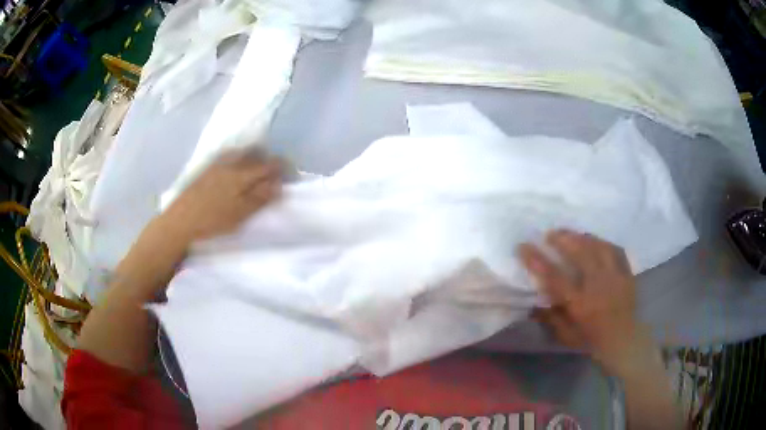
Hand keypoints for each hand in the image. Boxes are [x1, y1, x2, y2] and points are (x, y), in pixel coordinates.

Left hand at [161, 152, 280, 243]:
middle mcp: (230, 162)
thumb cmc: (212, 222)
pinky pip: (230, 156)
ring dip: (254, 158)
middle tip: (275, 175)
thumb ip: (260, 198)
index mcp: (241, 174)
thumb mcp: (239, 215)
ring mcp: (217, 163)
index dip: (283, 167)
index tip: (290, 175)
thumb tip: (279, 184)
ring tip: (257, 174)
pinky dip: (240, 160)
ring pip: (242, 152)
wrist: (179, 222)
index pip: (269, 164)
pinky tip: (237, 173)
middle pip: (256, 152)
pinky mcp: (207, 168)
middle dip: (269, 159)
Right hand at [519, 230, 655, 375]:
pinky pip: (616, 250)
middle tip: (551, 233)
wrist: (624, 341)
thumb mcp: (566, 335)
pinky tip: (596, 241)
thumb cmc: (592, 340)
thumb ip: (551, 318)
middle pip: (580, 254)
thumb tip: (533, 302)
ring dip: (583, 237)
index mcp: (580, 304)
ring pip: (599, 247)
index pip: (555, 277)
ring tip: (572, 233)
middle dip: (563, 239)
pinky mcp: (626, 274)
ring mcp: (615, 277)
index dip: (537, 260)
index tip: (524, 246)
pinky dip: (604, 243)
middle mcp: (598, 286)